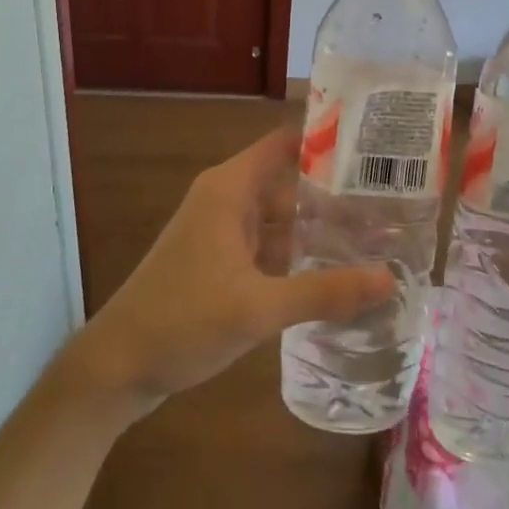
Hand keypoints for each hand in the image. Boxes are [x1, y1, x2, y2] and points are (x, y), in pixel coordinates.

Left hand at [70, 127, 396, 416]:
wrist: (115, 368)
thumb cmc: (182, 321)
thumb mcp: (258, 308)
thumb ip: (325, 293)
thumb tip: (390, 279)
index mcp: (230, 189)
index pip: (285, 143)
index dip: (326, 140)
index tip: (375, 148)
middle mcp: (226, 200)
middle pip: (289, 181)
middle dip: (335, 191)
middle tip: (392, 202)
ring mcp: (221, 232)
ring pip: (280, 217)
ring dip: (319, 226)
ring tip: (376, 235)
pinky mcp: (220, 261)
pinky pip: (268, 245)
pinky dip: (298, 252)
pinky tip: (334, 270)